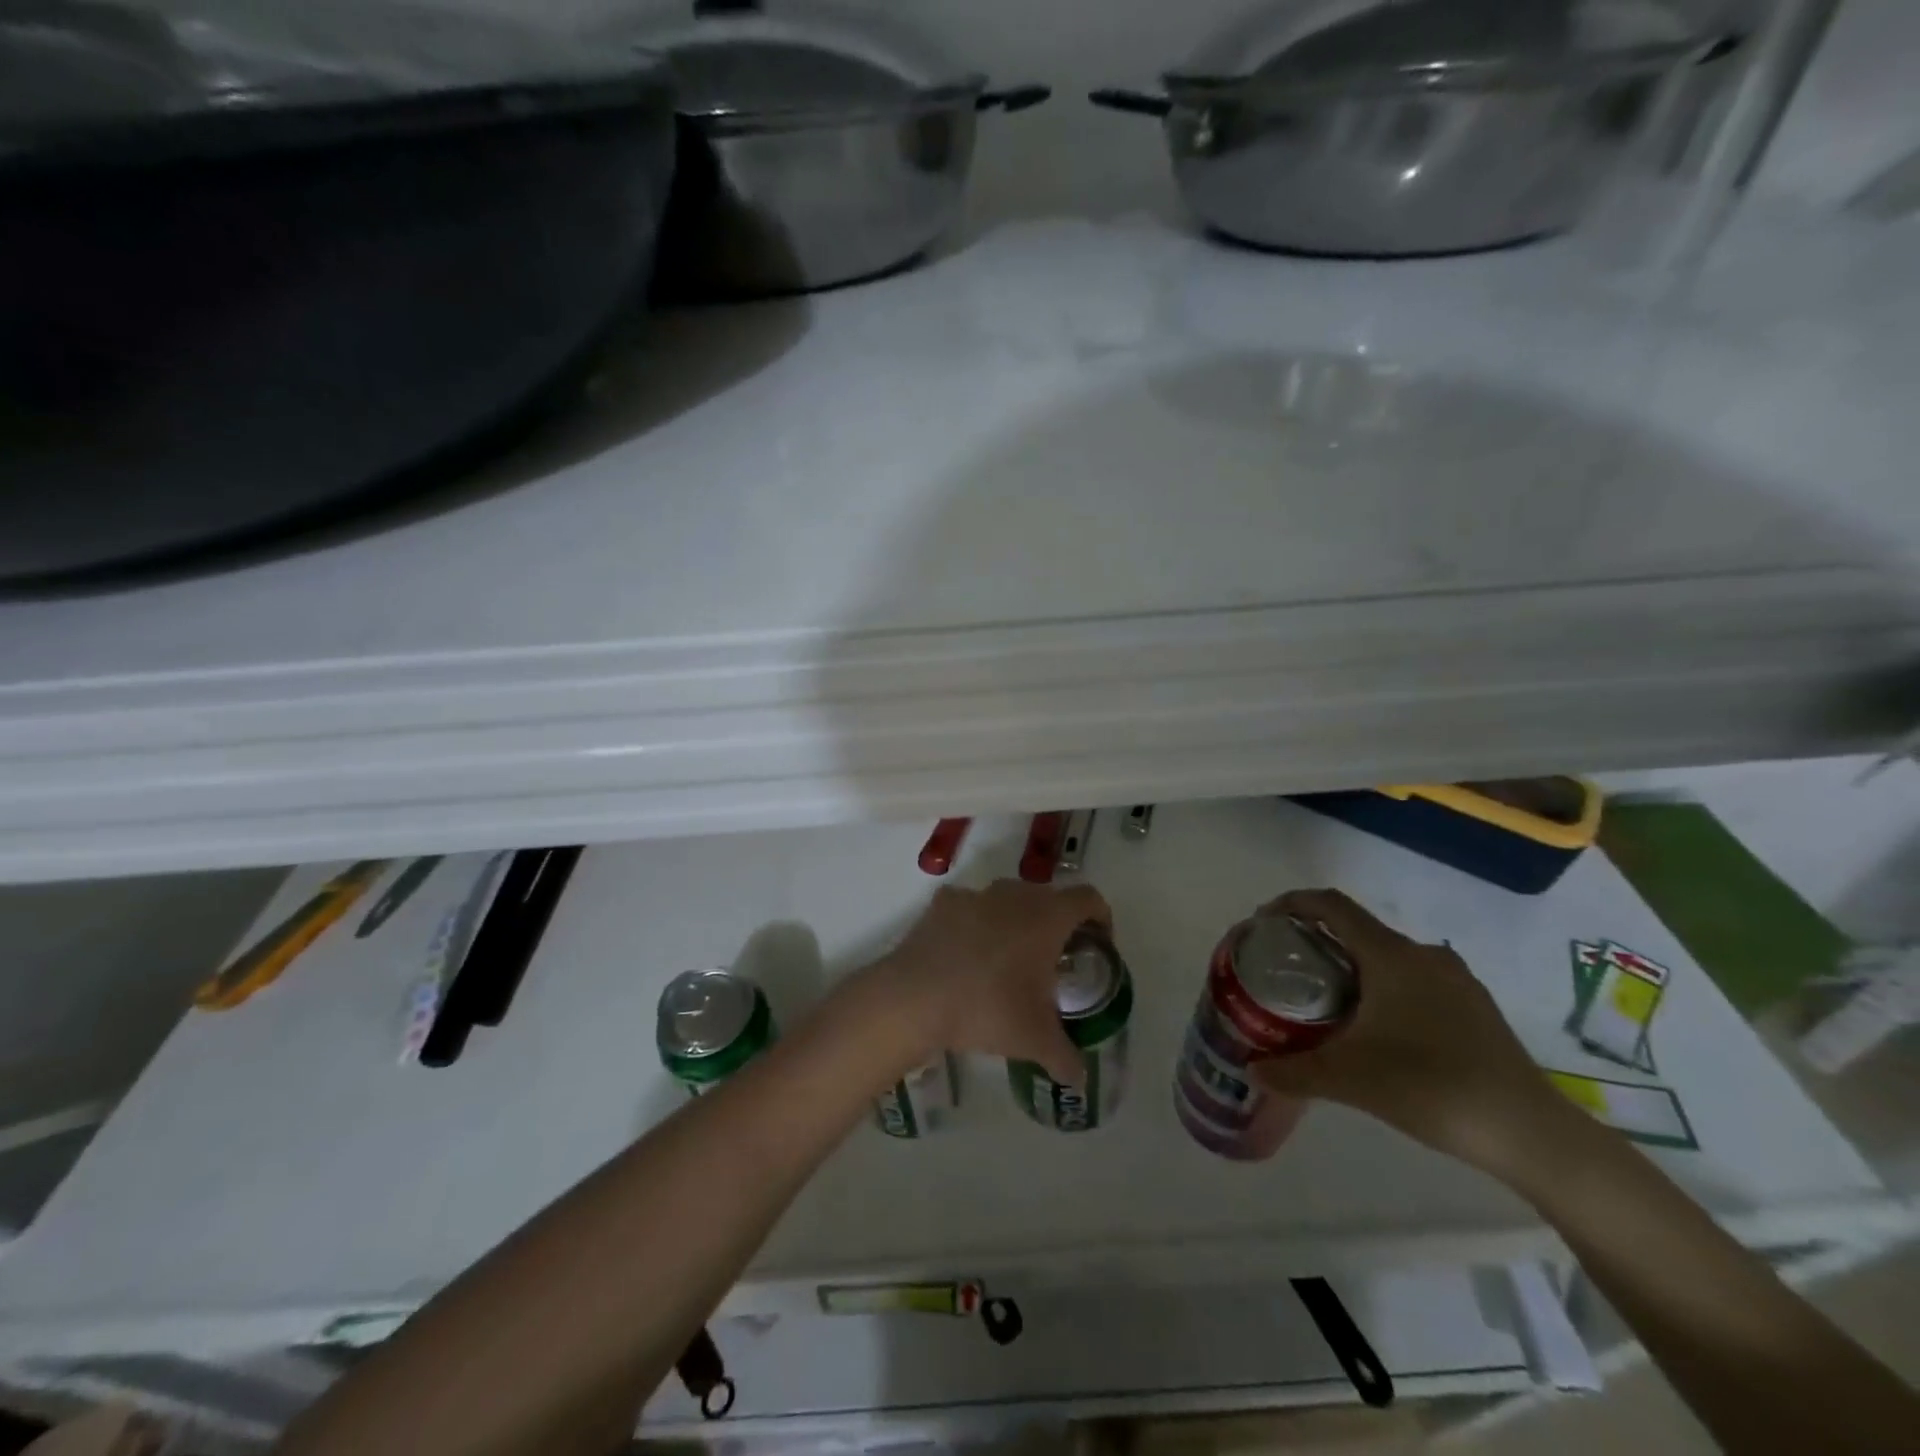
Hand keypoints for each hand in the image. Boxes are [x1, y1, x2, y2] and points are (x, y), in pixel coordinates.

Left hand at [876, 879, 1110, 1087]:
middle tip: (1053, 961)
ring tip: (1009, 958)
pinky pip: (970, 907)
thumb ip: (1065, 1057)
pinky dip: (976, 923)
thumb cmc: (987, 1009)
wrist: (916, 997)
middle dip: (1057, 924)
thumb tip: (1078, 1078)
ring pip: (1008, 899)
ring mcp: (976, 894)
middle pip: (1049, 898)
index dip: (1100, 918)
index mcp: (1047, 918)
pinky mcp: (943, 903)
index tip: (1098, 945)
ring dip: (1016, 921)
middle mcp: (1015, 895)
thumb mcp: (1035, 1040)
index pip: (1088, 899)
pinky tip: (967, 953)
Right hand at [1250, 889, 1571, 1176]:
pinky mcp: (1475, 1008)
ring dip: (1352, 969)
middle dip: (1317, 943)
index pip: (1331, 905)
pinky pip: (1415, 981)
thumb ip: (1294, 1072)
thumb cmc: (1432, 1087)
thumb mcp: (1350, 1080)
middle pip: (1358, 931)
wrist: (1532, 1134)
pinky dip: (1383, 990)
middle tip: (1287, 972)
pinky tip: (1376, 1032)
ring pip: (1388, 958)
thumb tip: (1252, 1072)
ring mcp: (1456, 981)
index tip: (1263, 924)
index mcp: (1391, 955)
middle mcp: (1424, 955)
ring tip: (1326, 1003)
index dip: (1292, 903)